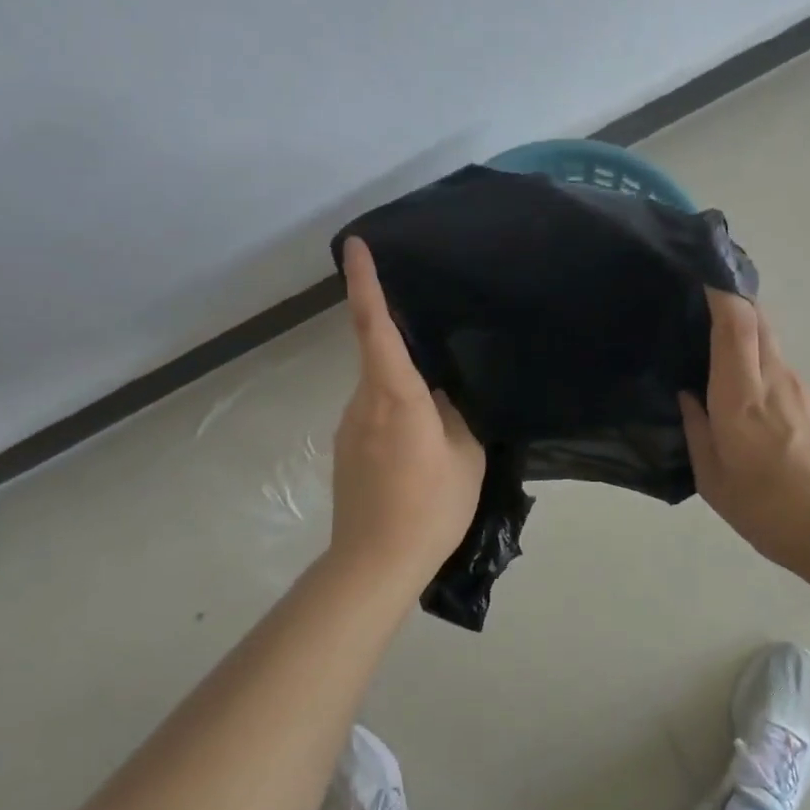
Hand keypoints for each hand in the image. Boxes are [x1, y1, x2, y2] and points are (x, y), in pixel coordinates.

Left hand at [329, 237, 485, 577]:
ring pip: (379, 388)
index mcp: (396, 395)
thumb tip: (442, 391)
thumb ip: (455, 413)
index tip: (355, 245)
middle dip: (402, 342)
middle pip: (378, 354)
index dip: (364, 282)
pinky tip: (419, 447)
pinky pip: (373, 414)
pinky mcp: (344, 449)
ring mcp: (348, 426)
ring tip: (441, 420)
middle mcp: (363, 402)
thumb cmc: (430, 507)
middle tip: (441, 350)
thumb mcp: (465, 455)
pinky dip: (395, 413)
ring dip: (404, 389)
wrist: (373, 564)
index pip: (375, 326)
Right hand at [679, 289, 809, 574]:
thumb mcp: (716, 482)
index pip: (735, 322)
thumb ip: (698, 431)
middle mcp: (776, 379)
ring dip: (745, 334)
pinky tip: (748, 399)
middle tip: (700, 301)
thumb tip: (690, 396)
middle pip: (757, 318)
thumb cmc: (772, 511)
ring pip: (771, 342)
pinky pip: (782, 369)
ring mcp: (804, 389)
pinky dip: (760, 364)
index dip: (719, 290)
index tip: (700, 271)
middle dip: (731, 299)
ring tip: (715, 353)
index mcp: (742, 396)